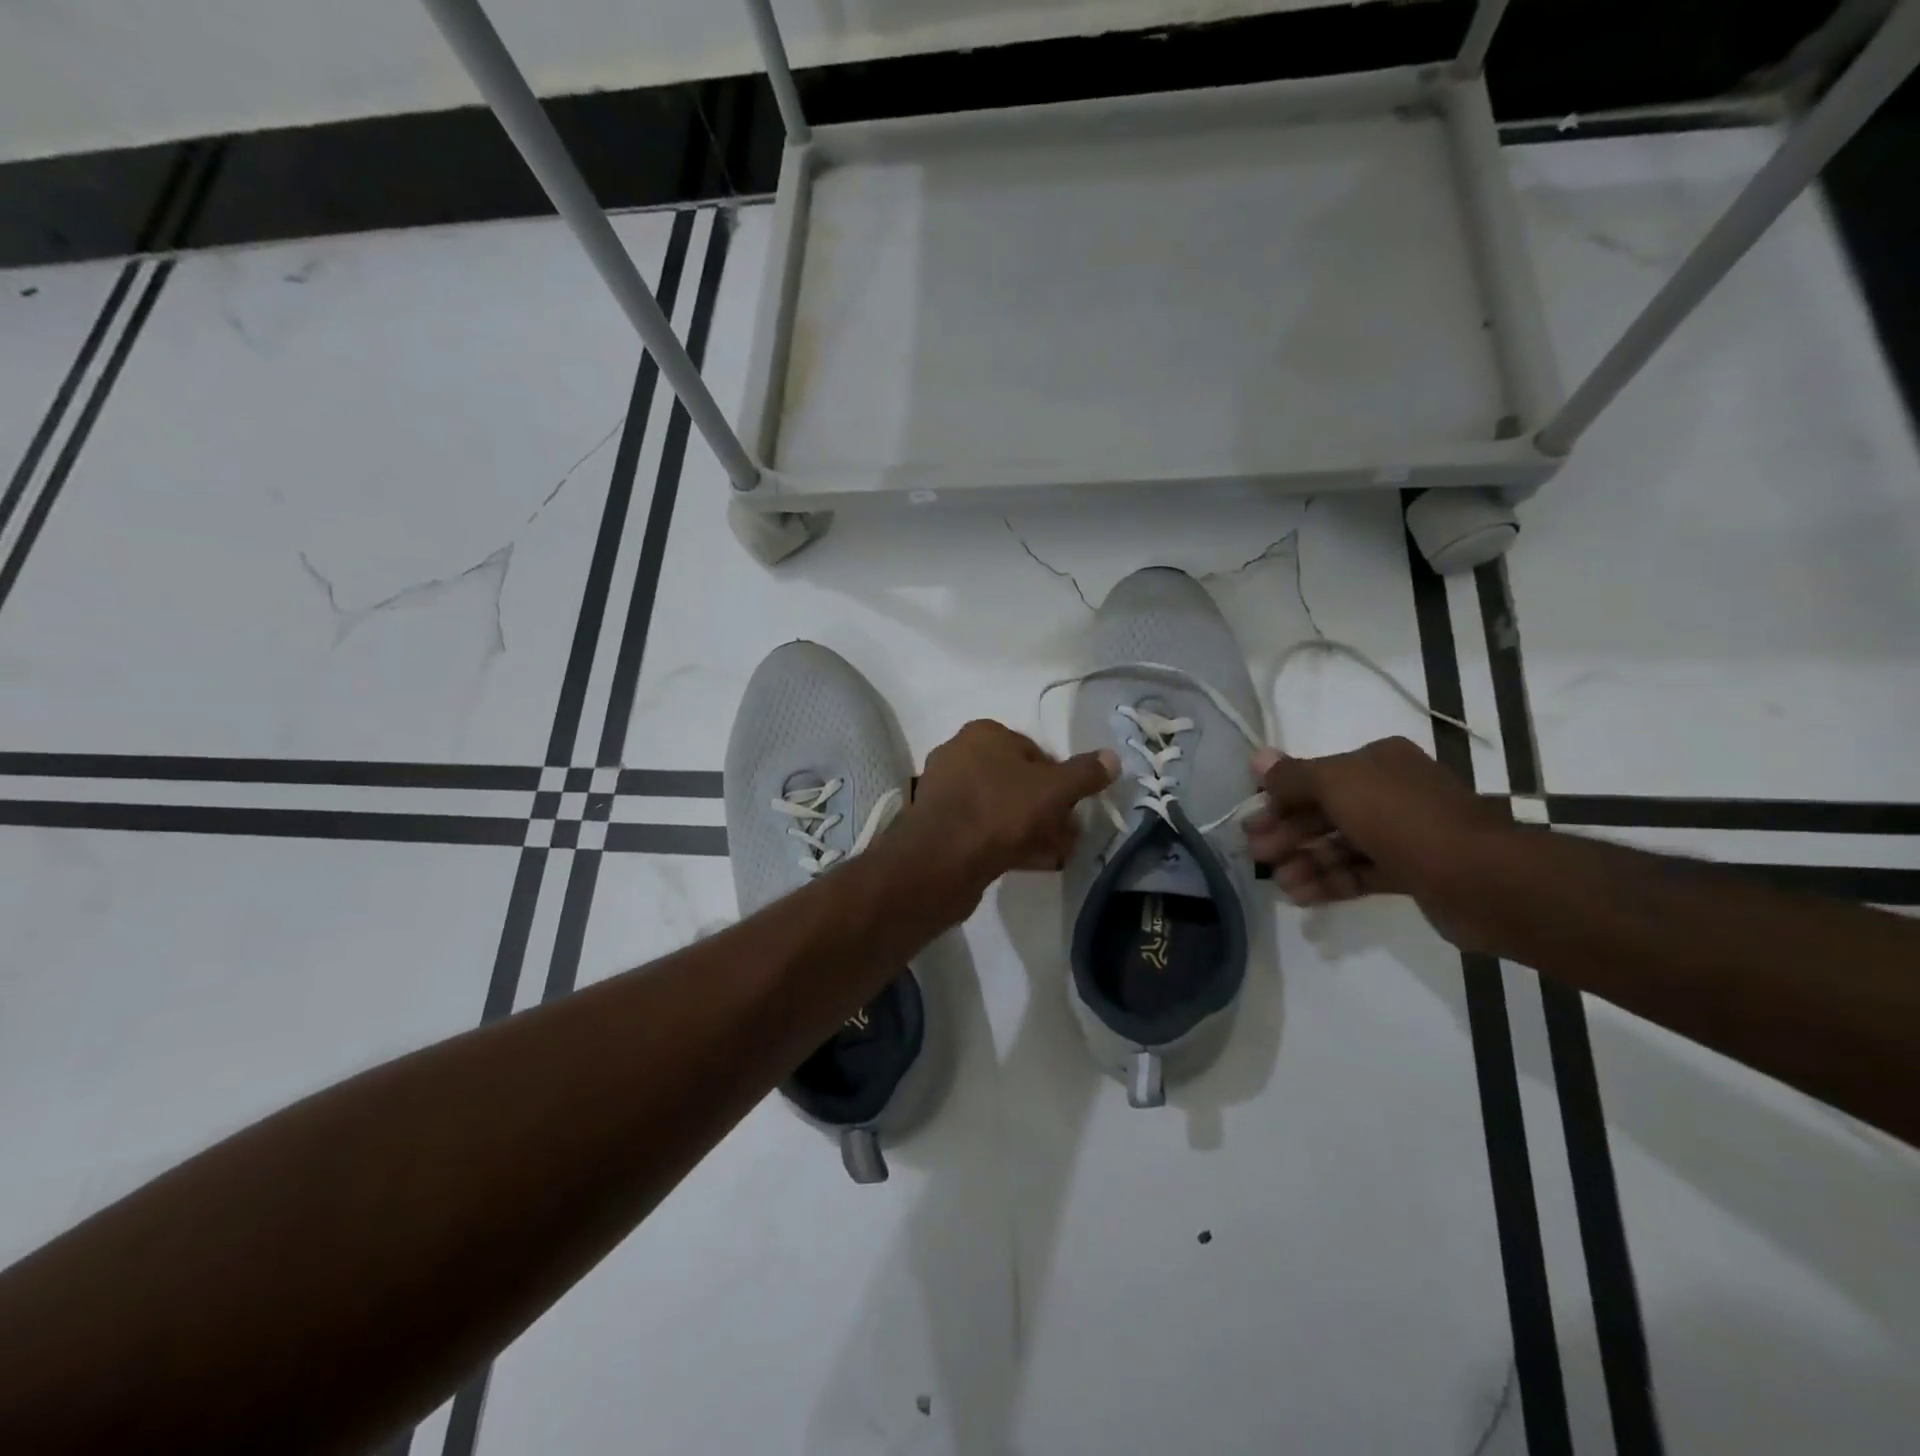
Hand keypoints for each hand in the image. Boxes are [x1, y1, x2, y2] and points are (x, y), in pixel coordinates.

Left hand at [900, 721, 1118, 894]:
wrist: (939, 861)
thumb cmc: (999, 811)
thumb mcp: (1053, 789)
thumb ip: (1084, 774)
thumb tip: (1112, 757)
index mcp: (983, 734)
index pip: (1034, 751)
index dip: (1060, 780)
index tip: (1075, 807)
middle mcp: (960, 756)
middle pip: (1018, 781)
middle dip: (1049, 808)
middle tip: (1071, 835)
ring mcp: (947, 793)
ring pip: (1003, 808)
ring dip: (1034, 828)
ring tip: (1059, 853)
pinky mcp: (941, 827)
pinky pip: (985, 829)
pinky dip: (1011, 842)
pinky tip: (1034, 862)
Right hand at [1243, 736, 1510, 944]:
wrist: (1479, 877)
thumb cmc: (1400, 817)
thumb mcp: (1337, 784)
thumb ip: (1293, 775)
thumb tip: (1257, 757)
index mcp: (1377, 762)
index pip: (1316, 777)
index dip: (1279, 799)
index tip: (1251, 824)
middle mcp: (1391, 792)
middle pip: (1325, 812)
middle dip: (1288, 833)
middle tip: (1257, 855)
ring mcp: (1405, 834)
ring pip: (1341, 845)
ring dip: (1306, 862)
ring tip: (1281, 884)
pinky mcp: (1413, 872)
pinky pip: (1361, 873)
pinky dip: (1330, 882)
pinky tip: (1302, 897)